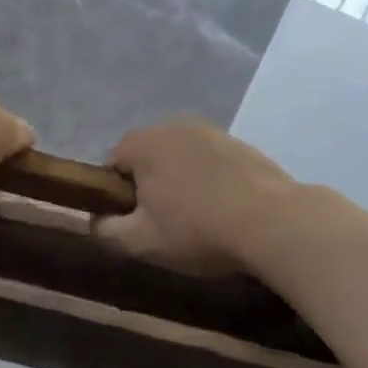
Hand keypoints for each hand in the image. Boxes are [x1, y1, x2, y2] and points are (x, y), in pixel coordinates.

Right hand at [96, 121, 323, 275]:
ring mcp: (208, 131)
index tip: (135, 223)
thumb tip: (94, 220)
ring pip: (181, 158)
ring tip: (199, 219)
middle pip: (147, 158)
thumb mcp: (142, 242)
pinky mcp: (239, 143)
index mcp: (141, 143)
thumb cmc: (197, 229)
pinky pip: (211, 162)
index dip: (117, 196)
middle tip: (165, 224)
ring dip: (182, 182)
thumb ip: (107, 230)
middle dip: (151, 186)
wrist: (273, 221)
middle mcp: (170, 125)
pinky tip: (226, 209)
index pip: (112, 166)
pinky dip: (211, 180)